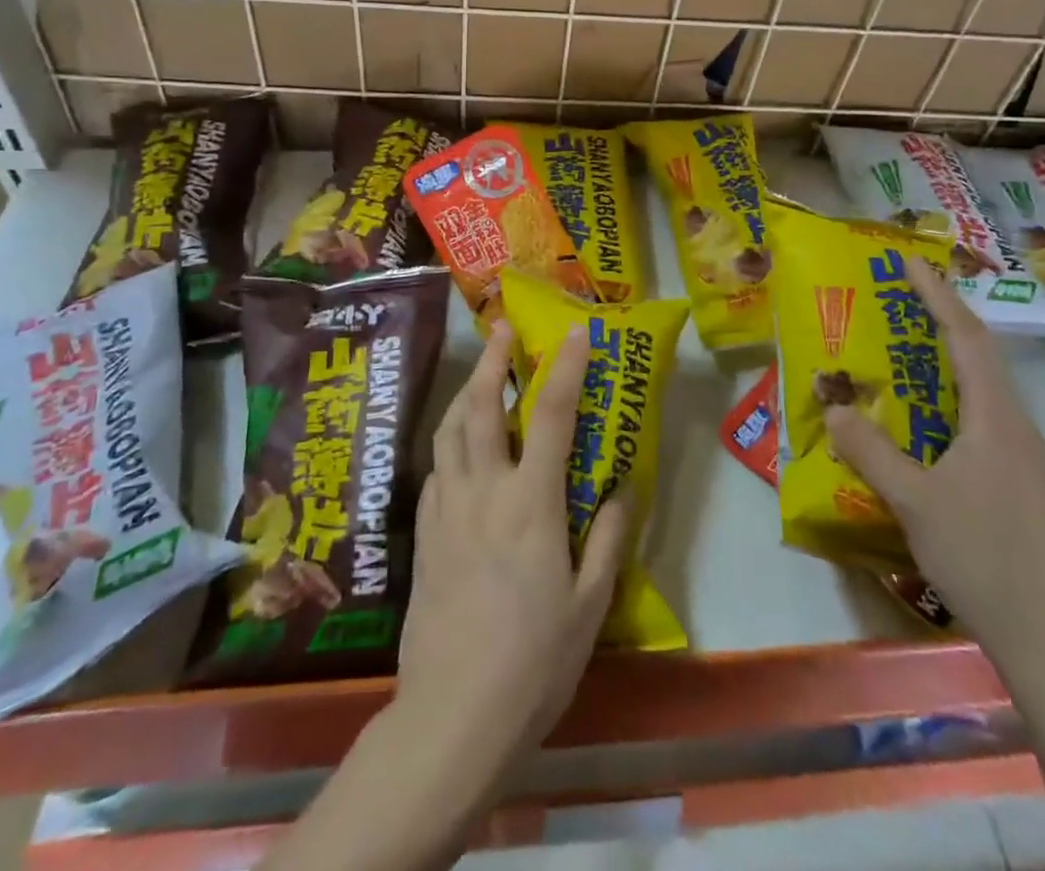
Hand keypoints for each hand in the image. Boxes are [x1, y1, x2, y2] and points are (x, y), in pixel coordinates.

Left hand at [391, 321, 630, 788]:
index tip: (576, 333)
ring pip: (447, 430)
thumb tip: (620, 489)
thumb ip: (606, 539)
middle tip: (500, 328)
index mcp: (529, 503)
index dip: (565, 368)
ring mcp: (446, 510)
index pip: (549, 416)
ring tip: (477, 374)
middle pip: (479, 406)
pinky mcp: (424, 534)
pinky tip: (459, 447)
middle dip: (491, 359)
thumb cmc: (533, 662)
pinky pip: (436, 467)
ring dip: (463, 391)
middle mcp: (482, 491)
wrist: (452, 717)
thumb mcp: (590, 605)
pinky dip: (449, 439)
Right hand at [825, 258, 1044, 663]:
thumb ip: (871, 450)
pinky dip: (947, 407)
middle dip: (937, 323)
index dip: (936, 295)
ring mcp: (1024, 460)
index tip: (908, 261)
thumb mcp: (914, 500)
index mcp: (996, 417)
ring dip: (942, 367)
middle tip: (893, 305)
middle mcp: (1016, 427)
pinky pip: (980, 425)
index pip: (966, 337)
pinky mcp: (1023, 488)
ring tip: (899, 360)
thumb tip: (832, 407)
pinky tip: (921, 431)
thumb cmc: (984, 557)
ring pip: (980, 394)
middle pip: (978, 358)